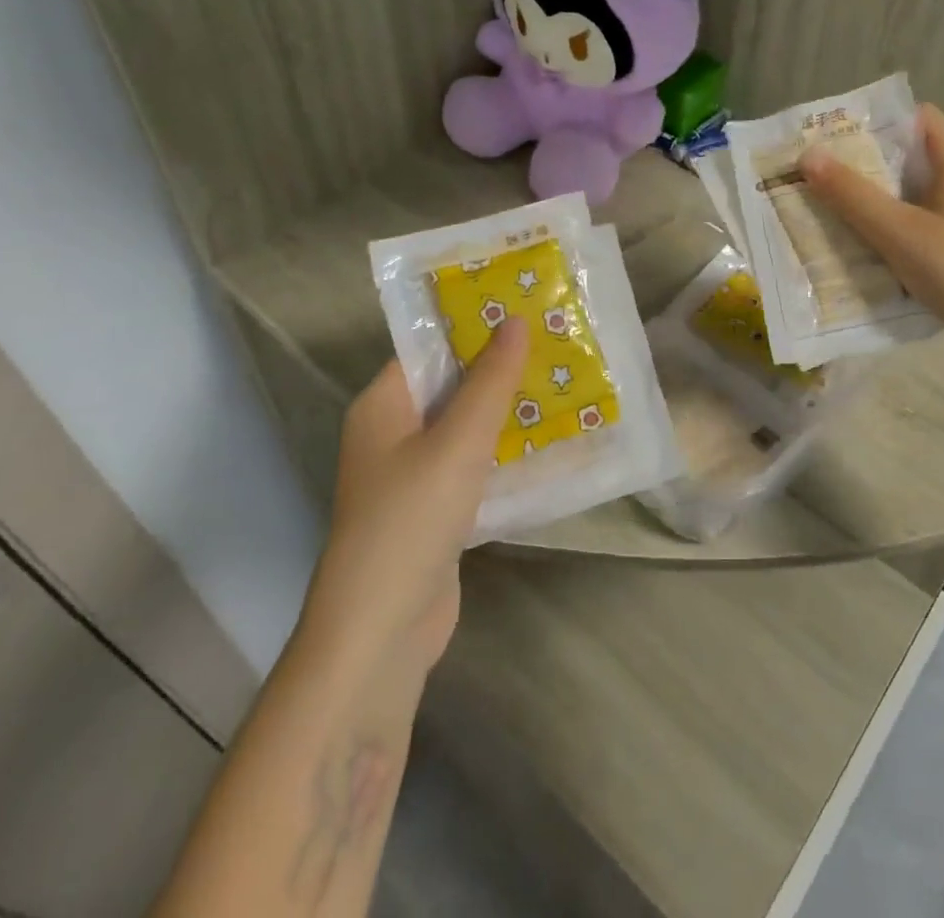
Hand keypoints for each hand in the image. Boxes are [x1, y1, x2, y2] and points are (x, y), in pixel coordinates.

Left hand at [296, 318, 528, 687]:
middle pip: (451, 385)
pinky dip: (504, 451)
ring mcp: (413, 475)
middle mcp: (393, 433)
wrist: (380, 634)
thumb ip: (490, 381)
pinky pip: (473, 465)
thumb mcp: (458, 442)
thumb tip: (516, 320)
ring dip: (507, 410)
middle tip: (556, 342)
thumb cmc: (412, 520)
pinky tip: (548, 441)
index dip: (474, 325)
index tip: (525, 308)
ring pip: (466, 426)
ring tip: (563, 381)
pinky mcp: (434, 509)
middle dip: (500, 367)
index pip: (429, 348)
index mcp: (383, 405)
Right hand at [799, 103, 943, 364]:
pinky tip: (872, 247)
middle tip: (824, 175)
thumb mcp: (898, 232)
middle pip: (916, 156)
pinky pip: (929, 223)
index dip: (878, 120)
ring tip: (837, 209)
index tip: (836, 137)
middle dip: (870, 163)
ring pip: (921, 193)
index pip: (919, 117)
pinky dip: (900, 227)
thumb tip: (808, 155)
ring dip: (882, 199)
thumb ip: (852, 194)